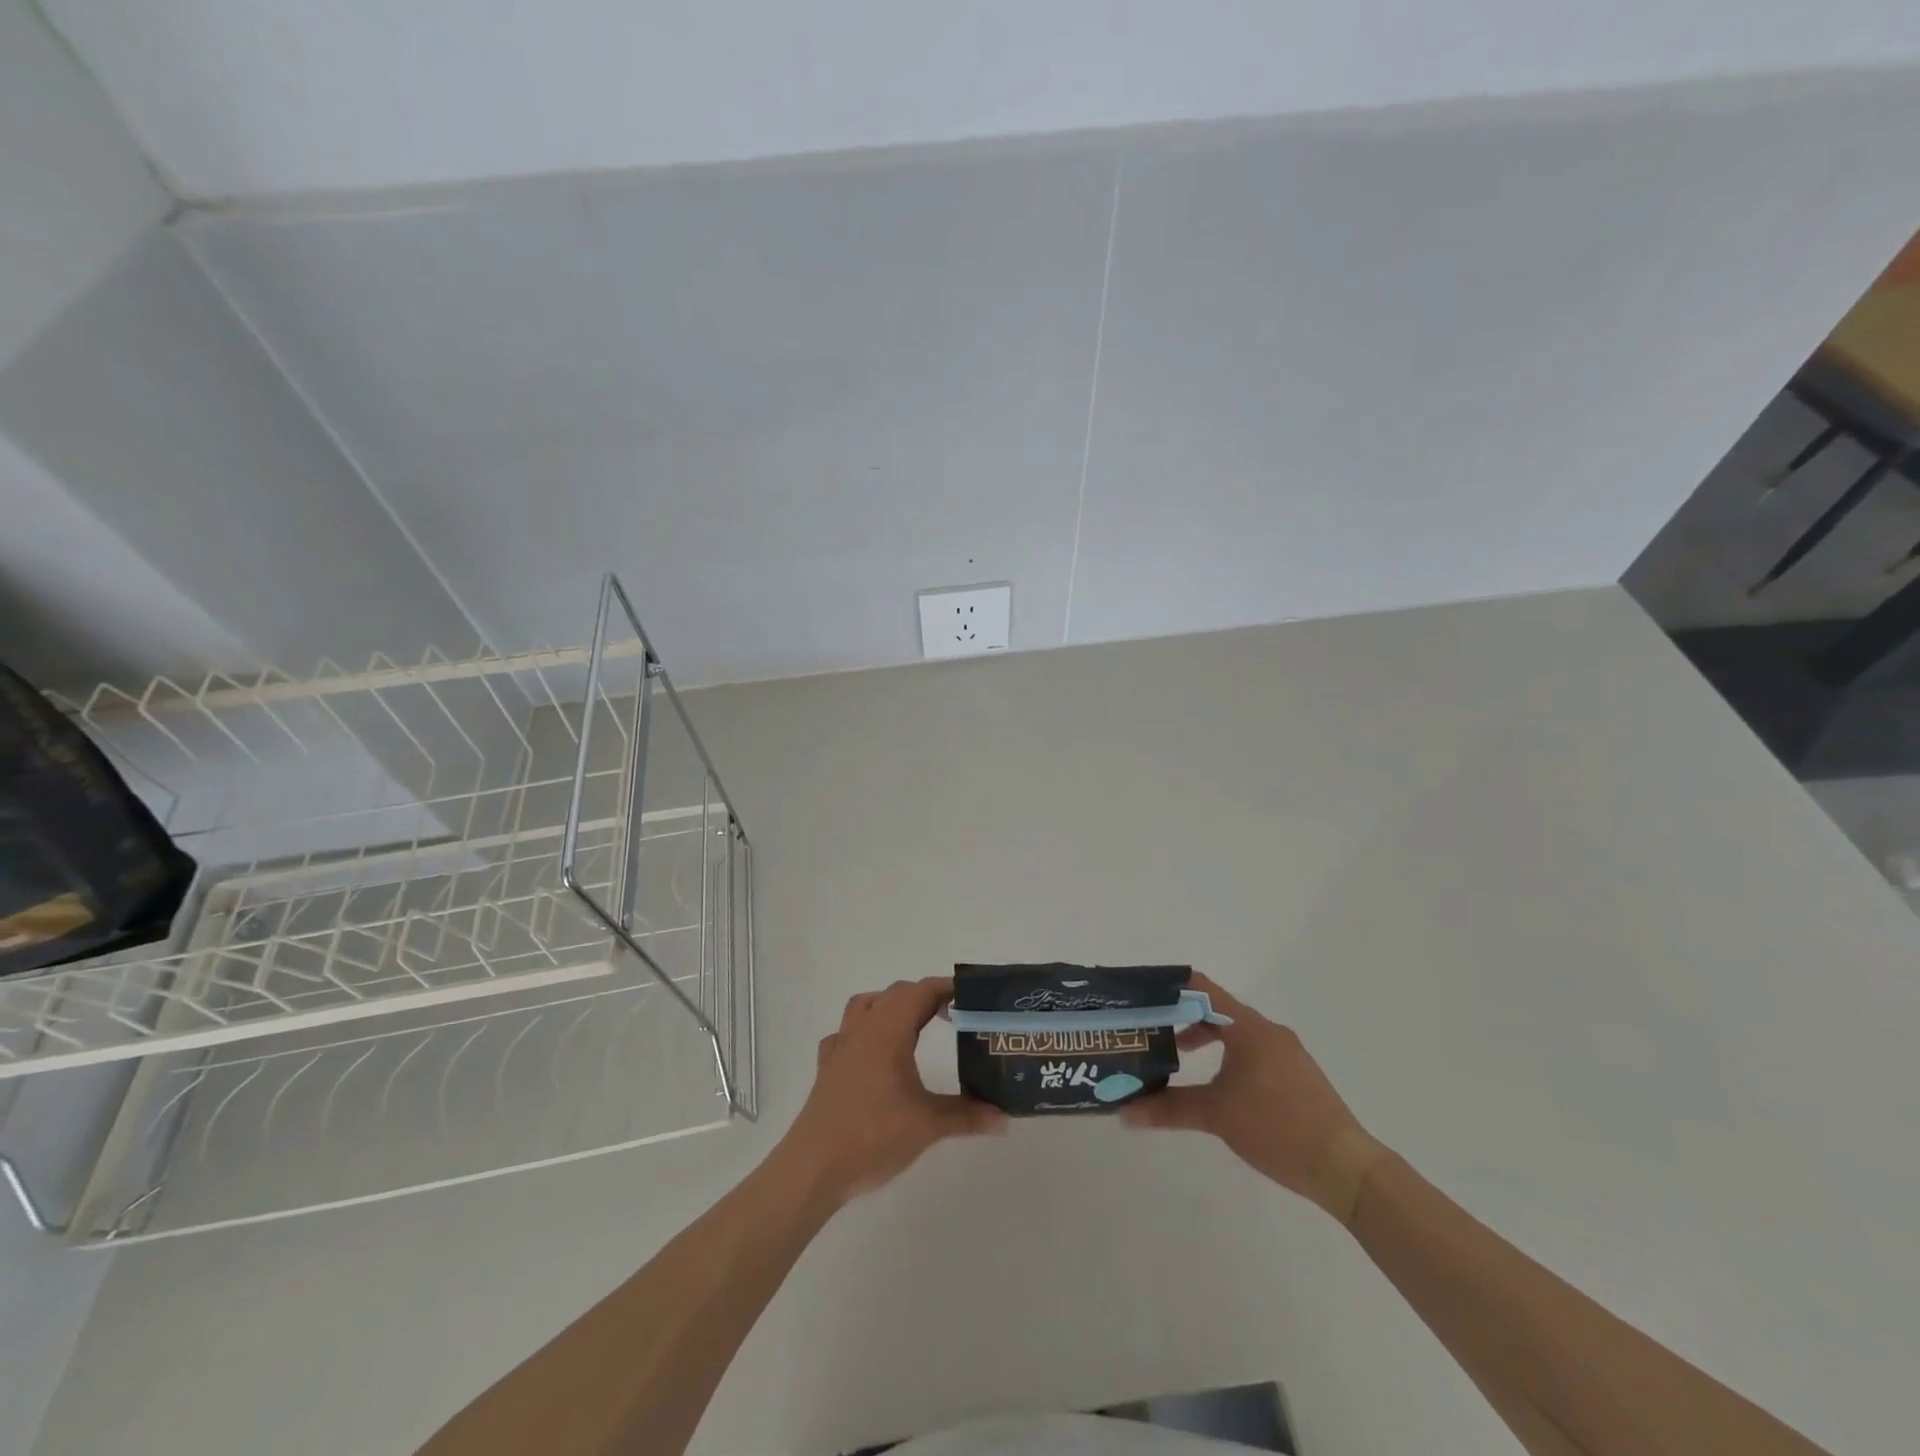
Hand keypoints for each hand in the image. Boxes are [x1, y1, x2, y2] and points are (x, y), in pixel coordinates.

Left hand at [776, 977, 1005, 1208]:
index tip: (972, 996)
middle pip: (896, 994)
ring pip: (867, 1005)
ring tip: (914, 1024)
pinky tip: (874, 1053)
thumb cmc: (873, 1136)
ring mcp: (841, 1046)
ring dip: (892, 1005)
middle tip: (953, 1014)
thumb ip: (968, 1116)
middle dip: (925, 996)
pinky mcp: (828, 1067)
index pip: (921, 992)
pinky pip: (846, 1033)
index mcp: (888, 1031)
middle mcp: (863, 1029)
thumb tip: (1006, 1118)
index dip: (947, 988)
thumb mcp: (928, 1125)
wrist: (814, 1168)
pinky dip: (864, 1031)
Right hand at [1121, 973, 1391, 1224]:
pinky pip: (1255, 1051)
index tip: (1144, 998)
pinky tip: (1221, 1085)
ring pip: (1238, 1032)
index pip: (1203, 989)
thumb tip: (1125, 1113)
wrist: (1346, 1167)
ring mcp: (1287, 1052)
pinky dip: (1230, 1055)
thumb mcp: (1216, 1116)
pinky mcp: (1298, 1074)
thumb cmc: (1276, 1128)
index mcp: (1249, 1028)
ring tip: (1181, 1058)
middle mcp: (1269, 1031)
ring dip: (1207, 1039)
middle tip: (1153, 1032)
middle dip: (1184, 1018)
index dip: (1172, 988)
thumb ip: (1169, 1108)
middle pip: (1218, 1010)